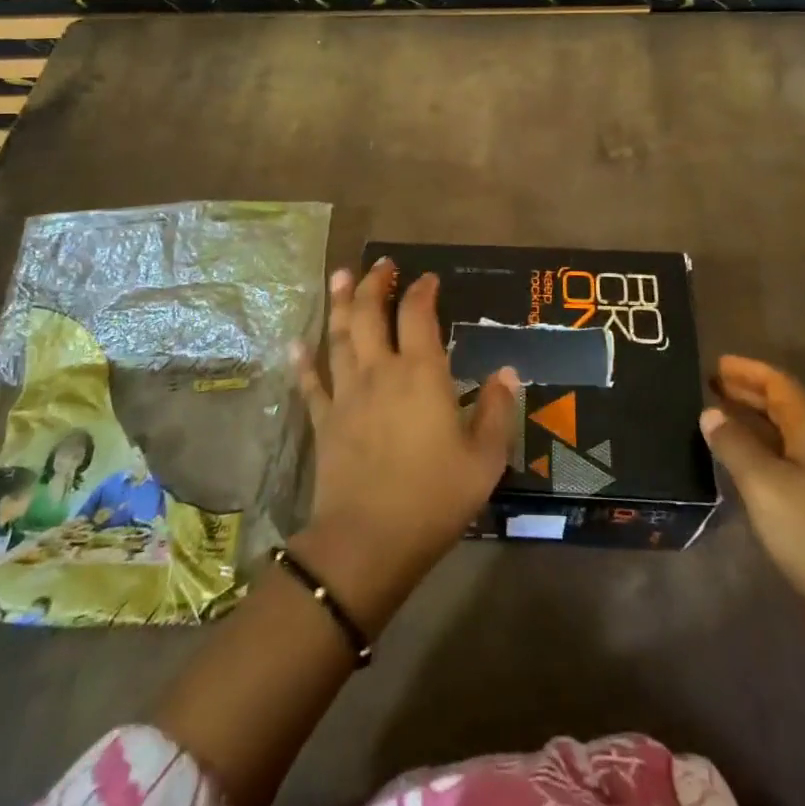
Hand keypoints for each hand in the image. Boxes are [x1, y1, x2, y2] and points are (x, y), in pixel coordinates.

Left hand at [291, 259, 518, 626]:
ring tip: (340, 276)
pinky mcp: (323, 421)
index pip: (418, 315)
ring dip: (340, 303)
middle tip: (380, 264)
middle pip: (370, 313)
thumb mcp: (484, 459)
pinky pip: (311, 383)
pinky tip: (297, 343)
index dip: (422, 291)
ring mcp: (346, 394)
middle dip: (374, 284)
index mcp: (421, 373)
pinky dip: (304, 361)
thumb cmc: (434, 497)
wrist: (368, 541)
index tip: (428, 278)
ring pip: (339, 336)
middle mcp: (380, 371)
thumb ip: (497, 410)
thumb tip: (507, 371)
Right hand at [701, 355, 804, 631]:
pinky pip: (787, 459)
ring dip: (753, 420)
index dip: (747, 370)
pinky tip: (742, 462)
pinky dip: (761, 448)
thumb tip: (710, 412)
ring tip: (718, 417)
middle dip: (748, 392)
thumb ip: (734, 443)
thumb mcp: (763, 483)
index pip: (778, 383)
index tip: (715, 363)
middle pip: (784, 405)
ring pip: (785, 433)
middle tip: (710, 385)